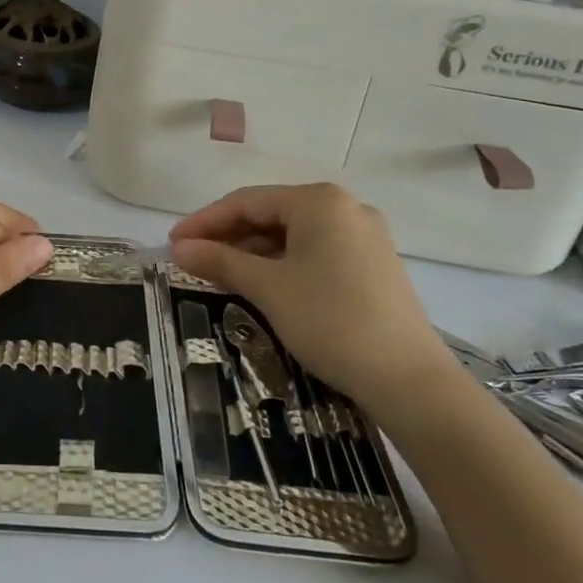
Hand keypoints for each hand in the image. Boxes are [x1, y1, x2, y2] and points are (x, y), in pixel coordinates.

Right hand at [169, 184, 459, 407]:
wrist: (409, 381)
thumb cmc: (330, 320)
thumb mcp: (267, 288)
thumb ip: (220, 261)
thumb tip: (179, 248)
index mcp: (319, 201)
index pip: (246, 201)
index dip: (204, 222)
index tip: (173, 244)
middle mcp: (344, 208)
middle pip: (271, 213)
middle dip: (228, 236)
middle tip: (193, 260)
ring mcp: (364, 236)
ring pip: (293, 234)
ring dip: (253, 252)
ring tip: (220, 275)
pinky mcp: (373, 265)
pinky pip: (315, 251)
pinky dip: (283, 263)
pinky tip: (262, 284)